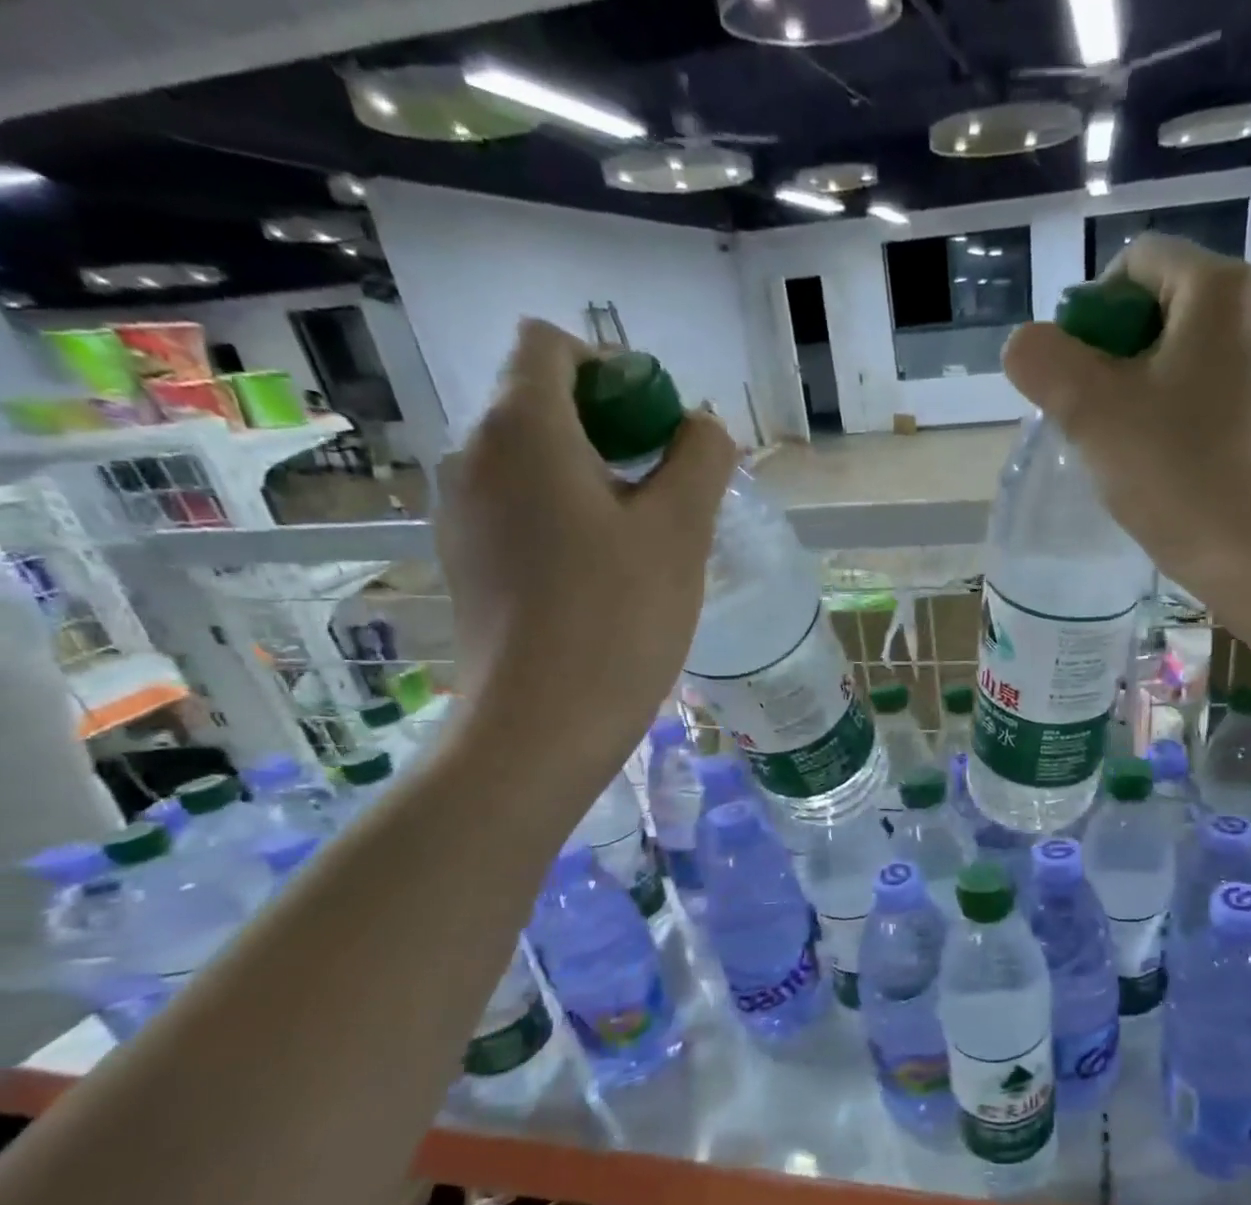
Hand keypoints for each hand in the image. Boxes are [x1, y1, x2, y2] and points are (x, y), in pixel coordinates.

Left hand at [435, 319, 734, 772]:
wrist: (543, 724)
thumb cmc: (618, 617)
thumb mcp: (679, 530)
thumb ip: (700, 458)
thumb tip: (701, 426)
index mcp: (522, 429)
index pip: (550, 345)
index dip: (613, 370)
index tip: (659, 429)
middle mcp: (473, 455)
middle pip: (542, 403)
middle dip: (612, 430)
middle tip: (668, 492)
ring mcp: (461, 511)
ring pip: (534, 462)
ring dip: (593, 478)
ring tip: (643, 541)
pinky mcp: (467, 560)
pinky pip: (520, 509)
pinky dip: (564, 517)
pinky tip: (602, 574)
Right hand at [1002, 234, 1250, 590]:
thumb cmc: (1173, 471)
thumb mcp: (1088, 412)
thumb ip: (1043, 361)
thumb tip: (1028, 345)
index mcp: (1222, 289)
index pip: (1138, 264)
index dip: (1092, 312)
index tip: (1078, 375)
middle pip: (1170, 308)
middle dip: (1122, 355)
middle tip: (1100, 417)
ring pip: (1199, 353)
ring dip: (1157, 385)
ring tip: (1138, 444)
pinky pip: (1228, 391)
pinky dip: (1194, 411)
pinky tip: (1180, 461)